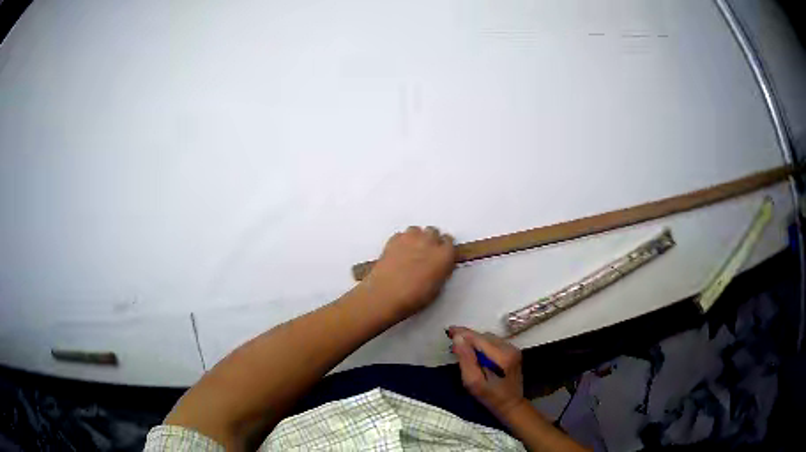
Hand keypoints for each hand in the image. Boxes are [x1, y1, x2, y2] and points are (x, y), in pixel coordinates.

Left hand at [362, 226, 454, 318]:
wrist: (387, 294)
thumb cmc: (413, 297)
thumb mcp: (437, 288)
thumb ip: (441, 271)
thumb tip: (439, 267)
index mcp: (444, 255)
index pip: (449, 242)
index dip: (444, 248)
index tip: (441, 253)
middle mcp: (429, 242)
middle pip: (434, 232)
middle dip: (431, 240)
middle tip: (426, 253)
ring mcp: (411, 238)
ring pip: (417, 230)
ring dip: (417, 238)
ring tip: (412, 251)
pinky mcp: (394, 239)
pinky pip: (401, 235)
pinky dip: (402, 241)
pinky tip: (399, 252)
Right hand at [448, 326, 526, 418]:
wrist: (511, 405)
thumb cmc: (490, 397)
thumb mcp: (473, 382)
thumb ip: (466, 359)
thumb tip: (458, 338)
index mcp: (501, 356)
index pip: (478, 338)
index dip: (463, 333)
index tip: (449, 330)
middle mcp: (510, 348)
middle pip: (484, 336)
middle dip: (468, 337)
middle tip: (452, 341)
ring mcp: (513, 349)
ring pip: (489, 338)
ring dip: (475, 340)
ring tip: (462, 347)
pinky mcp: (513, 352)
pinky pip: (494, 342)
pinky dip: (483, 344)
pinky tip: (476, 353)